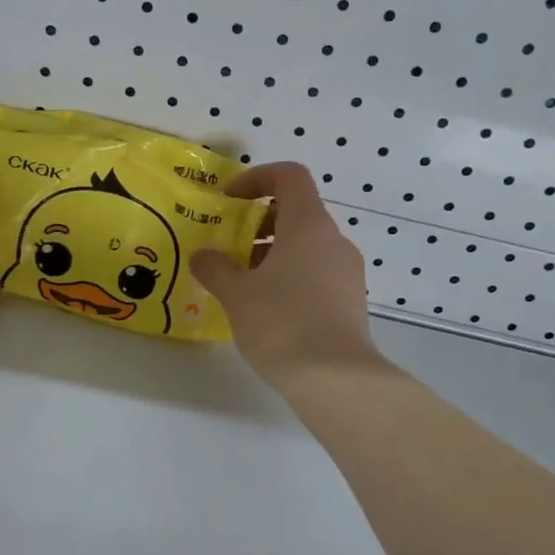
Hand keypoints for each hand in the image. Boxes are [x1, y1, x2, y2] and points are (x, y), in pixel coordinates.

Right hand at [191, 162, 382, 388]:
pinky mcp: (350, 300)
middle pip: (298, 211)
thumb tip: (203, 257)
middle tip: (231, 247)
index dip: (256, 178)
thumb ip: (216, 268)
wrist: (335, 378)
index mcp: (308, 225)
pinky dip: (291, 276)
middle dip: (260, 222)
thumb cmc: (281, 323)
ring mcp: (347, 271)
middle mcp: (333, 240)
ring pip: (307, 245)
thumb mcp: (237, 294)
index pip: (289, 176)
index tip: (229, 201)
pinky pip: (317, 272)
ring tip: (244, 283)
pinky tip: (268, 309)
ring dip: (273, 252)